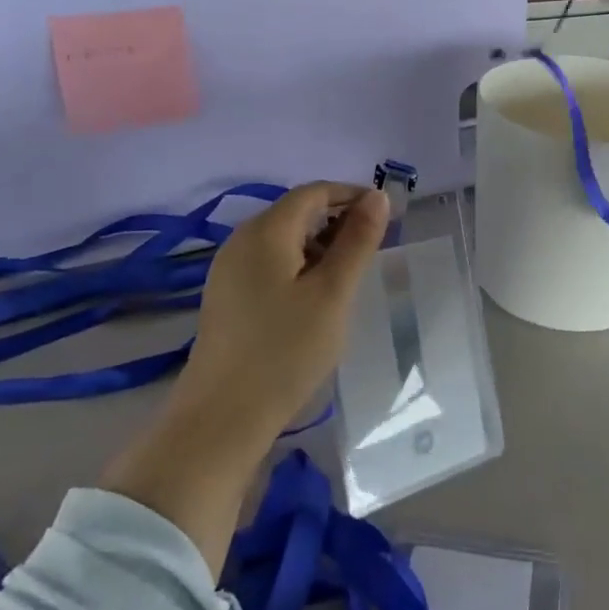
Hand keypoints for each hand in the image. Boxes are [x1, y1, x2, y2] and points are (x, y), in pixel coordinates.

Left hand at [101, 183, 388, 568]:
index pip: (314, 192)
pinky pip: (269, 262)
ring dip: (320, 244)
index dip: (352, 195)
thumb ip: (358, 241)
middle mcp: (241, 240)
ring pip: (283, 238)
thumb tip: (378, 196)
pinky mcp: (226, 296)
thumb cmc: (286, 350)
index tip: (386, 216)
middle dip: (338, 220)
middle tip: (374, 247)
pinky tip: (316, 296)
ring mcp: (229, 269)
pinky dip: (299, 264)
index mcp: (266, 231)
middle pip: (296, 212)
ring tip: (350, 274)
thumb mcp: (334, 293)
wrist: (222, 417)